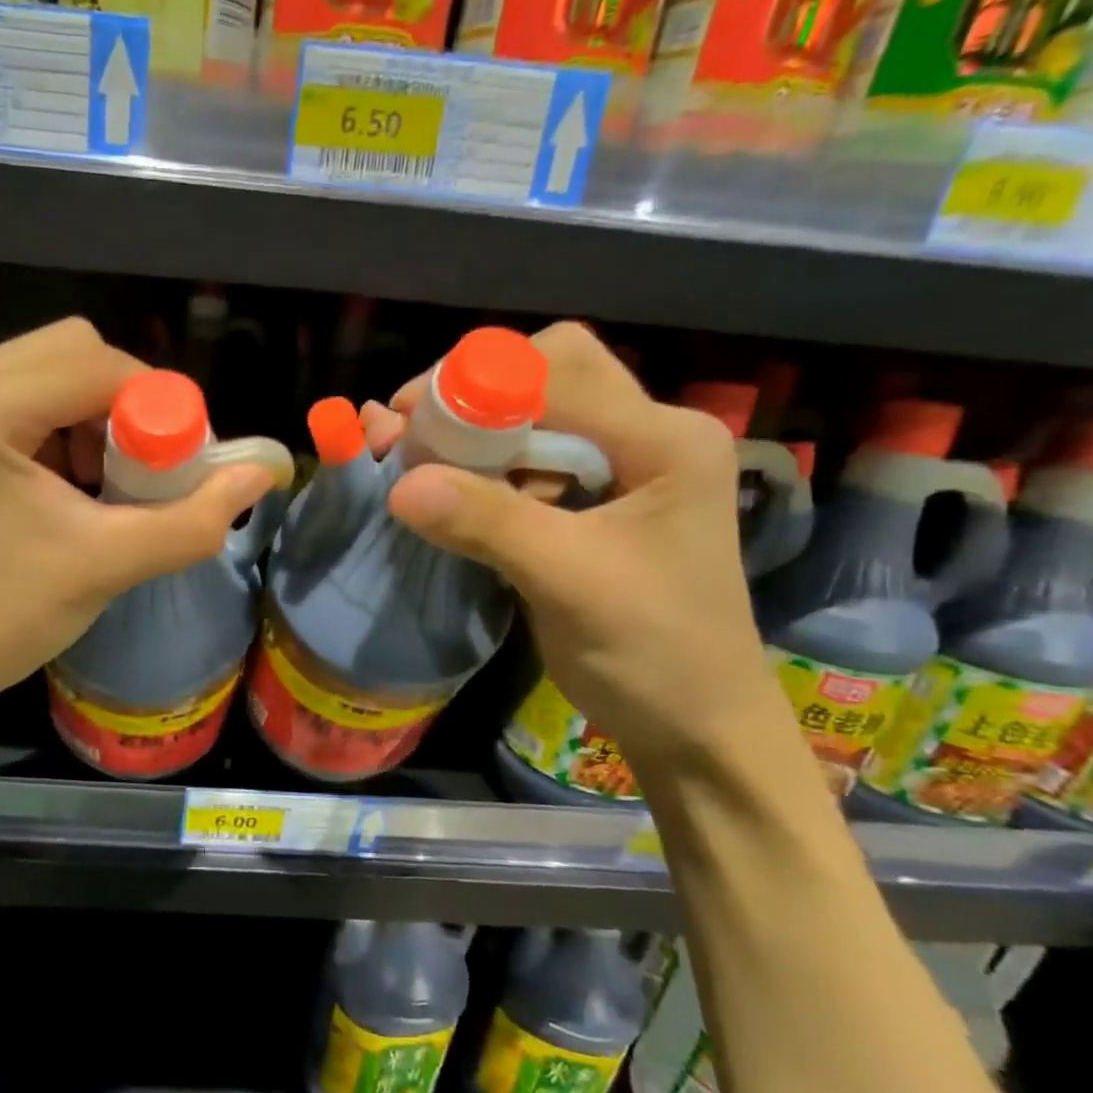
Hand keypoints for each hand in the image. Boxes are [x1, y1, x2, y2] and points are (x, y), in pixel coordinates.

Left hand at [0, 318, 277, 704]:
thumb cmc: (3, 617)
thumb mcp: (107, 567)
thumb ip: (192, 519)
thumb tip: (262, 473)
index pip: (98, 364)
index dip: (158, 408)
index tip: (181, 466)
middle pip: (76, 350)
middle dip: (127, 407)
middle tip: (145, 472)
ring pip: (54, 368)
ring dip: (98, 418)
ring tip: (107, 485)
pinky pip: (29, 395)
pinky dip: (68, 429)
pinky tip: (73, 484)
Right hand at [365, 322, 780, 767]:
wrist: (695, 726)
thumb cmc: (653, 651)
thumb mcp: (569, 581)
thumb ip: (488, 523)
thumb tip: (398, 485)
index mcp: (662, 438)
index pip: (559, 367)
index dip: (476, 383)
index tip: (408, 422)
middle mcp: (645, 437)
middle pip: (543, 379)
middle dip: (470, 403)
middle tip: (411, 442)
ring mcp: (619, 471)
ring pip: (530, 423)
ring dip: (470, 441)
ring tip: (419, 474)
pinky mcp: (592, 506)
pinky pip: (527, 467)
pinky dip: (482, 475)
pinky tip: (452, 502)